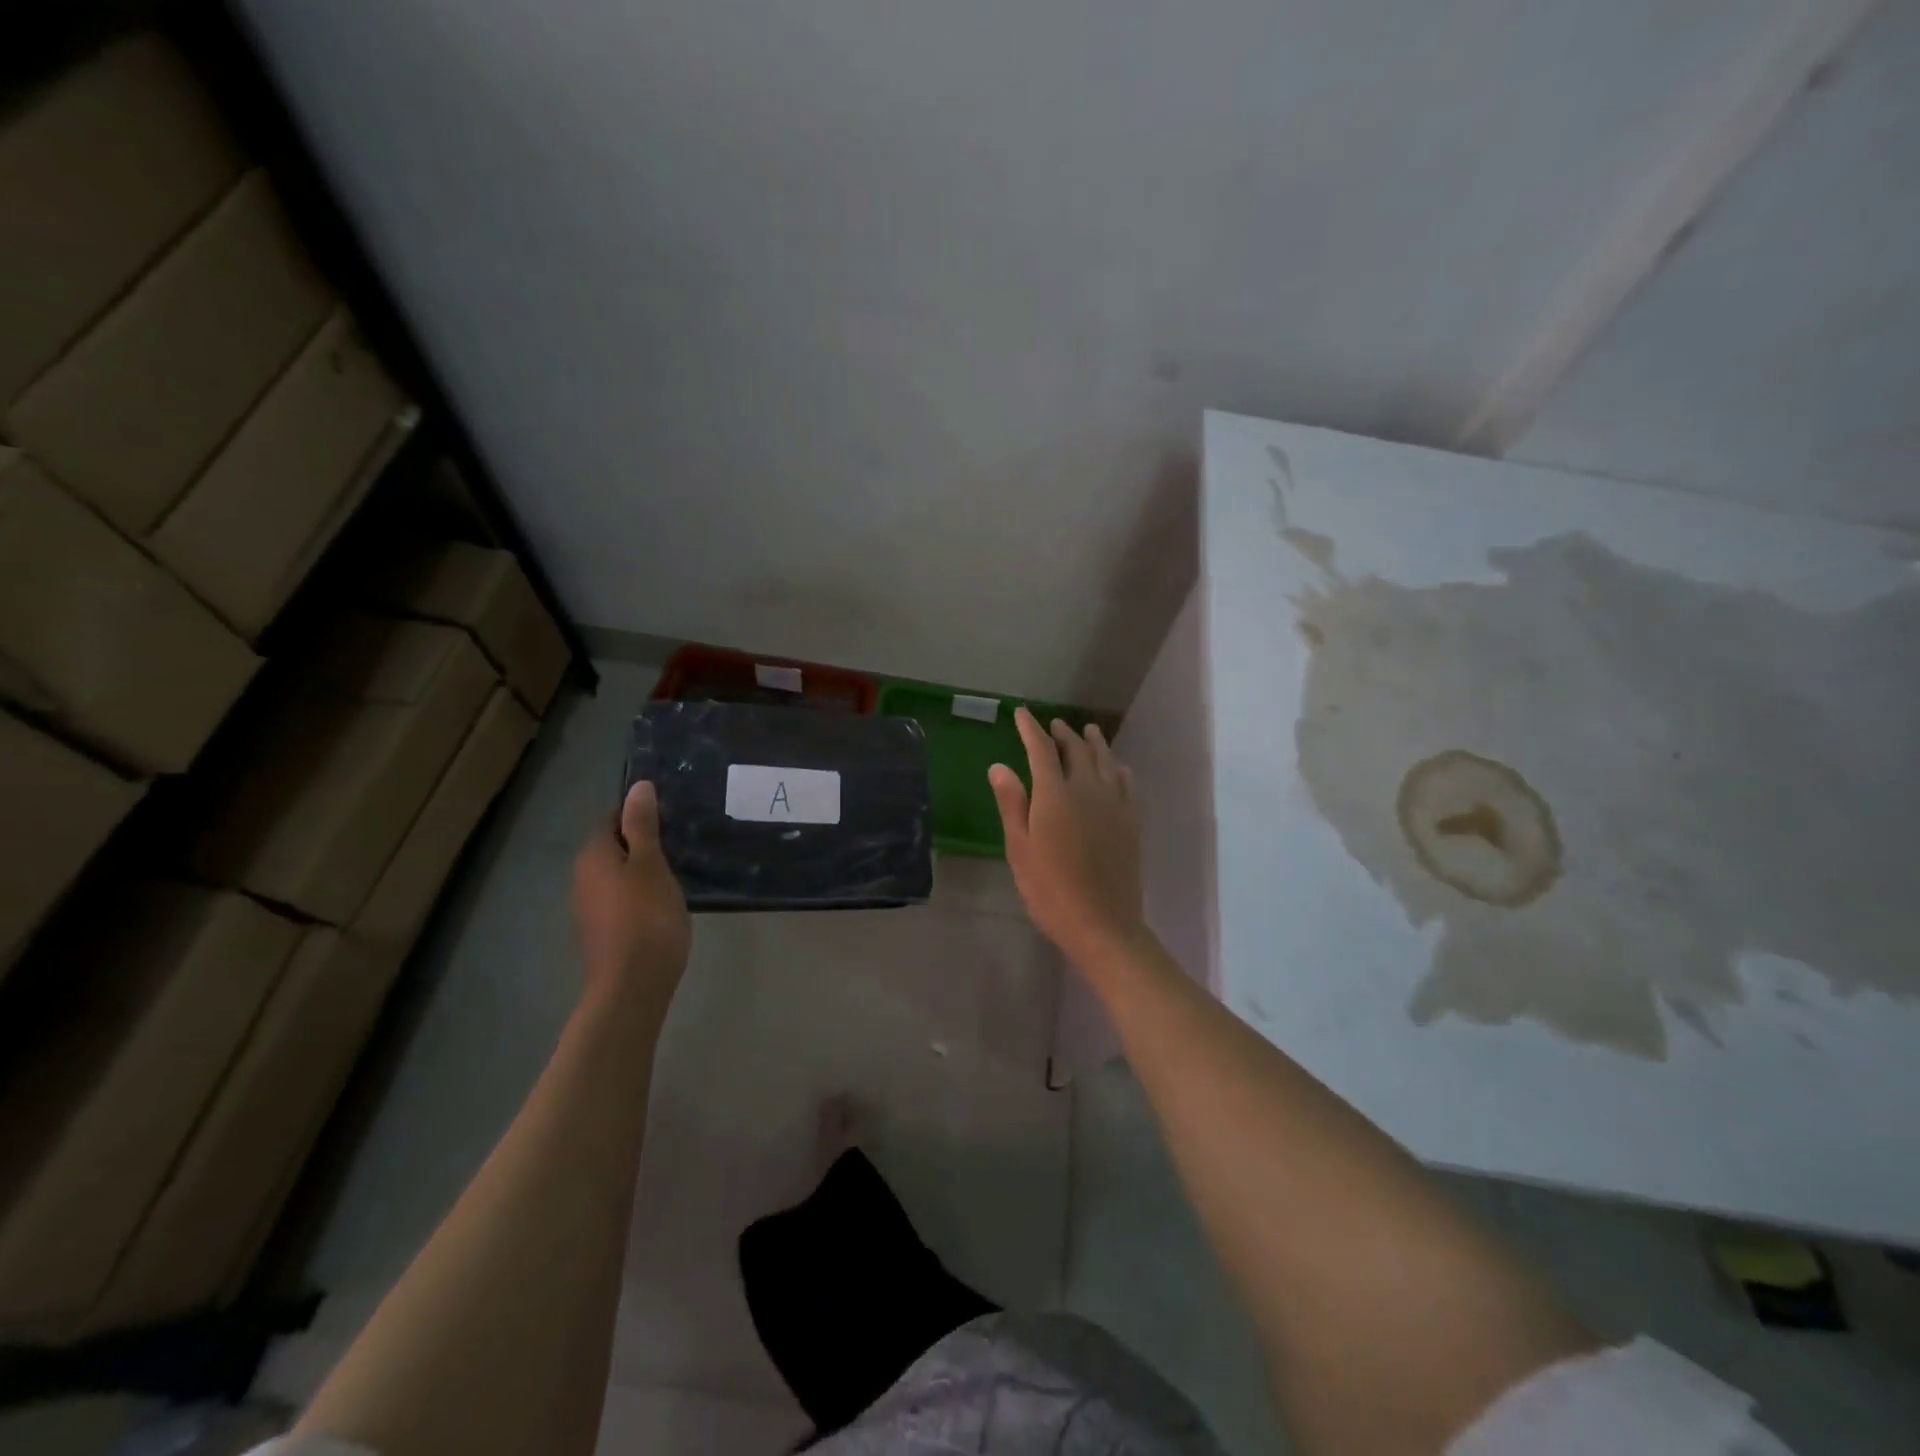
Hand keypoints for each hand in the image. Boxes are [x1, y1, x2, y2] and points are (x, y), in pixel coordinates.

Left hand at [572, 781, 690, 1014]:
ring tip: (678, 869)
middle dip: (643, 840)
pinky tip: (664, 900)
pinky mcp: (603, 930)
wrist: (632, 986)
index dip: (640, 813)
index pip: (612, 818)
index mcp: (593, 856)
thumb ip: (643, 825)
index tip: (673, 816)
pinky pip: (622, 897)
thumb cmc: (646, 917)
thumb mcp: (650, 864)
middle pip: (614, 845)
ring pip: (618, 873)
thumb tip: (638, 786)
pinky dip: (641, 892)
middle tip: (681, 841)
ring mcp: (590, 906)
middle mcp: (583, 877)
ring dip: (643, 868)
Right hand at [989, 707, 1144, 968]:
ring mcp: (1114, 803)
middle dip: (1063, 734)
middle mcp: (1088, 789)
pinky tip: (1117, 767)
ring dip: (1094, 743)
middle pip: (1076, 750)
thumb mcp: (1020, 849)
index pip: (1041, 750)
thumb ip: (1012, 804)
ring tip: (1088, 731)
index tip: (1021, 713)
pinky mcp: (1131, 820)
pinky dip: (1119, 767)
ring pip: (1106, 761)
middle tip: (1054, 725)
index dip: (1030, 729)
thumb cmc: (1050, 889)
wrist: (1102, 923)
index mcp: (1055, 794)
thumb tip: (999, 766)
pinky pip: (1127, 782)